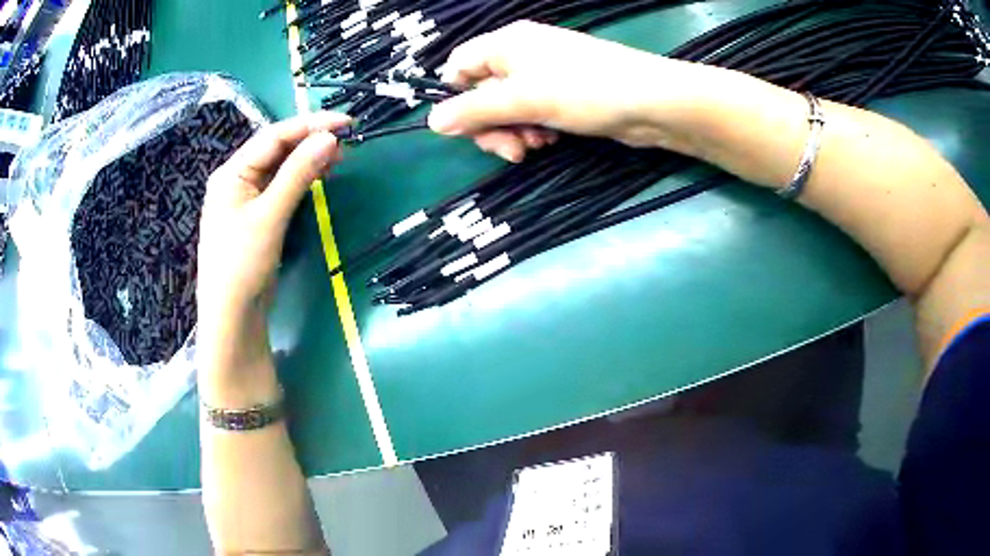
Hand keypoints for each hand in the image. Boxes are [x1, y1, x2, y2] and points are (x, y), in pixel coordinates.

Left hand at [197, 112, 348, 383]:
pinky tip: (320, 177)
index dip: (310, 125)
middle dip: (310, 141)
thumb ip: (298, 174)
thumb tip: (330, 138)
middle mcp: (237, 180)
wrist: (232, 317)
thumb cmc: (242, 263)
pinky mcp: (258, 218)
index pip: (274, 136)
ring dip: (308, 160)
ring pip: (281, 169)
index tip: (345, 122)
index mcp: (232, 172)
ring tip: (340, 156)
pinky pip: (282, 189)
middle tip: (347, 140)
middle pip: (277, 150)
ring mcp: (247, 200)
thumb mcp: (270, 215)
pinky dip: (302, 181)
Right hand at [428, 21, 701, 160]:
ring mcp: (544, 74)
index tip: (466, 127)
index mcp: (505, 44)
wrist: (651, 102)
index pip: (459, 66)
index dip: (456, 97)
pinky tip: (550, 142)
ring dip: (514, 132)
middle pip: (482, 92)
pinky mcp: (563, 94)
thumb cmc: (584, 90)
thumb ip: (475, 111)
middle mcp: (520, 55)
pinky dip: (534, 130)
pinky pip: (532, 113)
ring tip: (536, 147)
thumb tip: (432, 122)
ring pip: (507, 107)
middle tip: (511, 150)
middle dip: (490, 125)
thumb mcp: (523, 100)